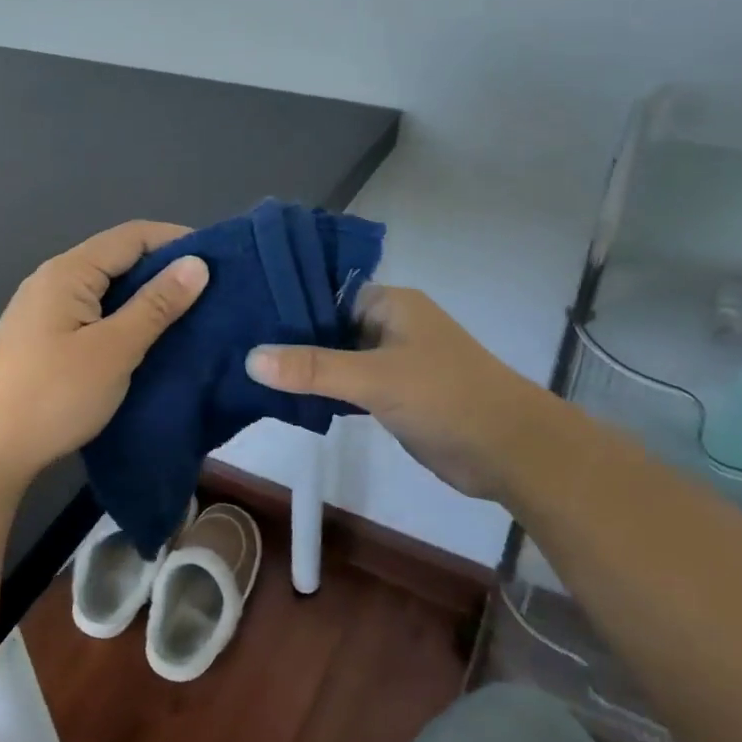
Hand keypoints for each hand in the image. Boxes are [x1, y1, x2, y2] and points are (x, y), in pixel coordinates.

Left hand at [0, 221, 209, 482]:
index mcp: (68, 272)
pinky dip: (124, 321)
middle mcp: (53, 281)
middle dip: (164, 271)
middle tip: (211, 295)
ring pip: (106, 290)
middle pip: (117, 259)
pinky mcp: (43, 340)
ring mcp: (44, 311)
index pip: (132, 236)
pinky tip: (147, 342)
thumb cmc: (53, 394)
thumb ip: (156, 305)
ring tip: (188, 318)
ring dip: (146, 299)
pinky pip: (93, 315)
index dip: (176, 241)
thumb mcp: (114, 349)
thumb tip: (196, 264)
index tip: (219, 263)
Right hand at [247, 287, 555, 502]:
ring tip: (244, 369)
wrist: (510, 451)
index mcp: (389, 303)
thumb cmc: (447, 397)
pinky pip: (346, 385)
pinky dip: (321, 390)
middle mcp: (388, 325)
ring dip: (302, 367)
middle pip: (325, 325)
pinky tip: (282, 397)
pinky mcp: (392, 395)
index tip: (239, 311)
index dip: (283, 300)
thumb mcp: (376, 378)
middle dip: (286, 337)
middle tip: (231, 343)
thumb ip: (314, 368)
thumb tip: (251, 357)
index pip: (323, 290)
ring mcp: (390, 361)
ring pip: (334, 358)